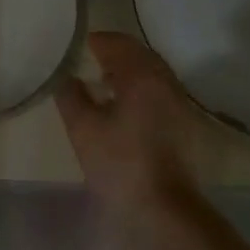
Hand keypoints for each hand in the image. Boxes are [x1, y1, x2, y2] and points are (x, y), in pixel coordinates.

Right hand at [54, 32, 199, 220]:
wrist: (164, 208)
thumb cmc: (120, 164)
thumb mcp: (83, 129)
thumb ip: (71, 96)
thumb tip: (66, 77)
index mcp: (141, 76)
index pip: (118, 43)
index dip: (96, 41)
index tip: (76, 46)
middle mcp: (165, 81)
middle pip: (139, 53)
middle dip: (113, 52)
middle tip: (87, 60)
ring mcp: (178, 102)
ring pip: (151, 72)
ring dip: (128, 69)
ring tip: (102, 81)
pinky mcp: (182, 122)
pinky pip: (158, 89)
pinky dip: (139, 86)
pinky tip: (122, 105)